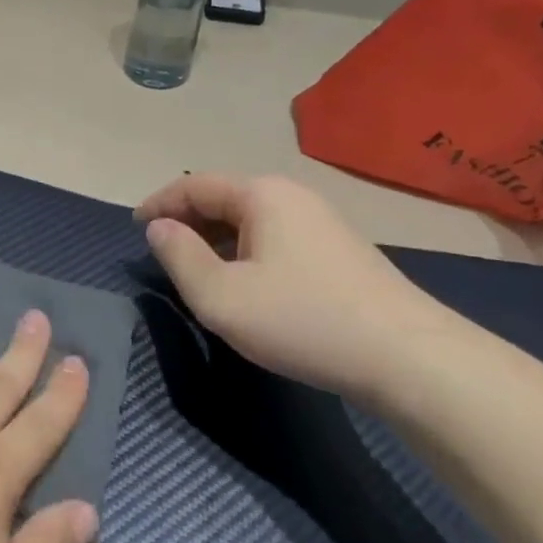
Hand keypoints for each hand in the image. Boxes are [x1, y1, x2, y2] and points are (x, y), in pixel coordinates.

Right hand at [137, 173, 459, 404]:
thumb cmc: (302, 320)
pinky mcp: (338, 250)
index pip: (194, 184)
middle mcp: (292, 195)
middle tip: (161, 252)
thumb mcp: (221, 296)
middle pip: (223, 197)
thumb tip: (159, 228)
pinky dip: (244, 250)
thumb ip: (179, 257)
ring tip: (196, 270)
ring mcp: (320, 221)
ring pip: (250, 219)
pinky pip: (274, 237)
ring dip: (215, 238)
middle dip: (187, 220)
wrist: (408, 357)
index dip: (159, 203)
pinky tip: (243, 283)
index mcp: (261, 194)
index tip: (134, 228)